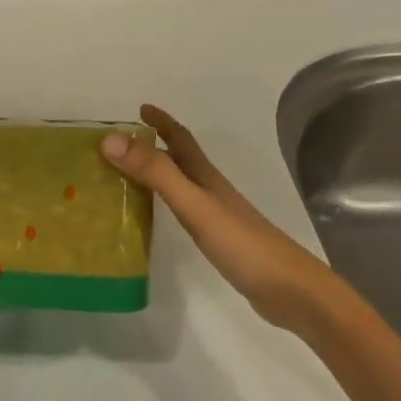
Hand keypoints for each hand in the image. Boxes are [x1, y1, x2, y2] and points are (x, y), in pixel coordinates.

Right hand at [102, 103, 340, 334]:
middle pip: (180, 159)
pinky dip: (164, 203)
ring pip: (180, 184)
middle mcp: (210, 190)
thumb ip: (155, 173)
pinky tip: (153, 216)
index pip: (181, 139)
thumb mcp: (193, 204)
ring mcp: (216, 216)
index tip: (140, 108)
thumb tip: (110, 140)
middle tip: (119, 145)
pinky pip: (183, 210)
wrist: (291, 291)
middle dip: (154, 145)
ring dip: (156, 173)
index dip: (162, 121)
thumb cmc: (242, 243)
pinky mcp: (217, 240)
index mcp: (205, 176)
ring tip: (125, 176)